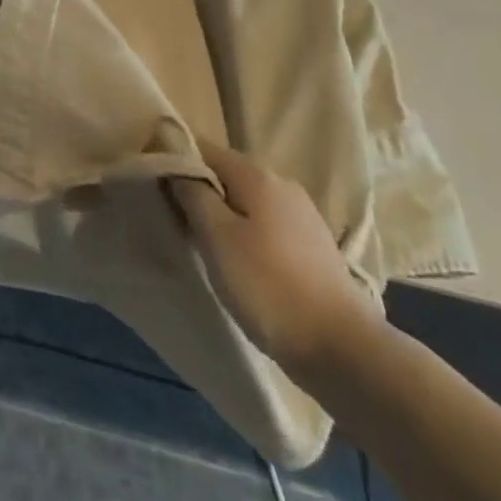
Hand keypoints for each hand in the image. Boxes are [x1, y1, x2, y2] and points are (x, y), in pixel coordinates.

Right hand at [169, 143, 379, 378]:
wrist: (345, 352)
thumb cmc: (269, 287)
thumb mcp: (217, 238)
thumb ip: (192, 193)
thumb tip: (176, 162)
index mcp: (256, 174)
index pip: (202, 148)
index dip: (176, 160)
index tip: (155, 185)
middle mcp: (281, 182)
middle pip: (226, 173)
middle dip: (200, 190)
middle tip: (177, 220)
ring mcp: (303, 214)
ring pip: (247, 200)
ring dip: (224, 214)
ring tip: (206, 244)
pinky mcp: (315, 245)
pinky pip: (267, 224)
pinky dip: (248, 233)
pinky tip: (243, 262)